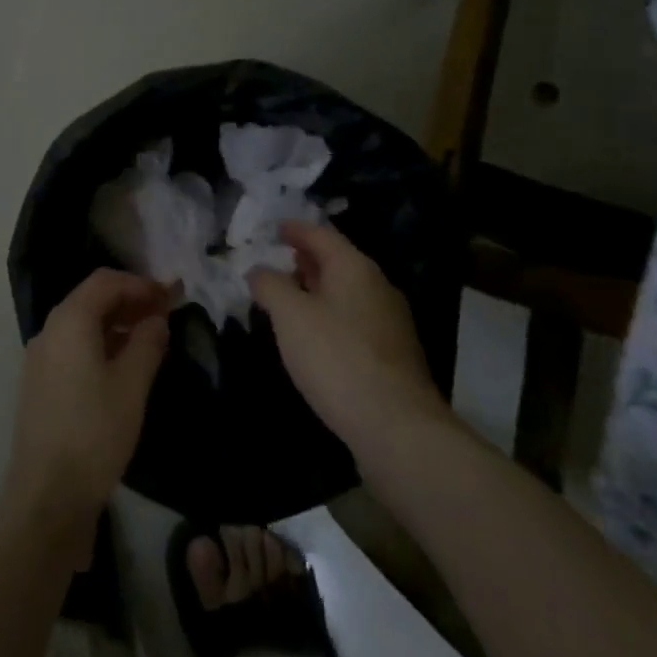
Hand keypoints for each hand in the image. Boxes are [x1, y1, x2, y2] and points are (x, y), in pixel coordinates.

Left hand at [2, 269, 170, 564]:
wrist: (47, 496)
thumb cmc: (94, 432)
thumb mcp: (132, 385)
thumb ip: (147, 343)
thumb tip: (157, 319)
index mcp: (70, 320)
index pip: (106, 281)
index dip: (140, 284)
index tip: (170, 297)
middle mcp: (50, 330)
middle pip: (92, 299)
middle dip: (129, 301)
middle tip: (164, 315)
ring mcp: (41, 358)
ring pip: (82, 324)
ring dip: (116, 324)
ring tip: (150, 340)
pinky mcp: (40, 384)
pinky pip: (73, 347)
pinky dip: (100, 345)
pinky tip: (123, 367)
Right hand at [249, 221, 450, 456]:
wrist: (397, 428)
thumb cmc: (337, 358)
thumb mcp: (290, 316)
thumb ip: (270, 286)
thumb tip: (259, 271)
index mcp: (354, 267)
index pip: (321, 235)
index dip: (295, 229)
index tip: (275, 228)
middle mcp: (378, 287)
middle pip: (338, 262)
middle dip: (307, 259)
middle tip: (279, 261)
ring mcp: (390, 323)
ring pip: (347, 293)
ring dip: (318, 290)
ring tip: (290, 298)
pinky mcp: (393, 356)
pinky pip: (355, 321)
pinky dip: (331, 317)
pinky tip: (315, 337)